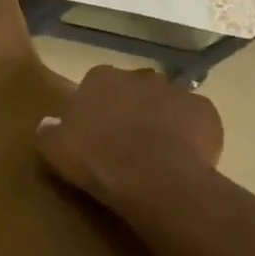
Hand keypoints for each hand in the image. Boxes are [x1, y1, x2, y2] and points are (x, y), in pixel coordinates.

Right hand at [36, 66, 224, 221]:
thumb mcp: (55, 148)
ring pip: (166, 103)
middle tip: (126, 140)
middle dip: (132, 107)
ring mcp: (176, 91)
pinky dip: (191, 134)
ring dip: (162, 119)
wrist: (154, 179)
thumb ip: (49, 131)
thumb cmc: (98, 159)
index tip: (96, 130)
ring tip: (157, 153)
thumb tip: (48, 124)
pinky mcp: (206, 112)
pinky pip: (196, 121)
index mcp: (101, 78)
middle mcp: (139, 76)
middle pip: (134, 89)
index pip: (96, 83)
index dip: (97, 106)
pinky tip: (183, 157)